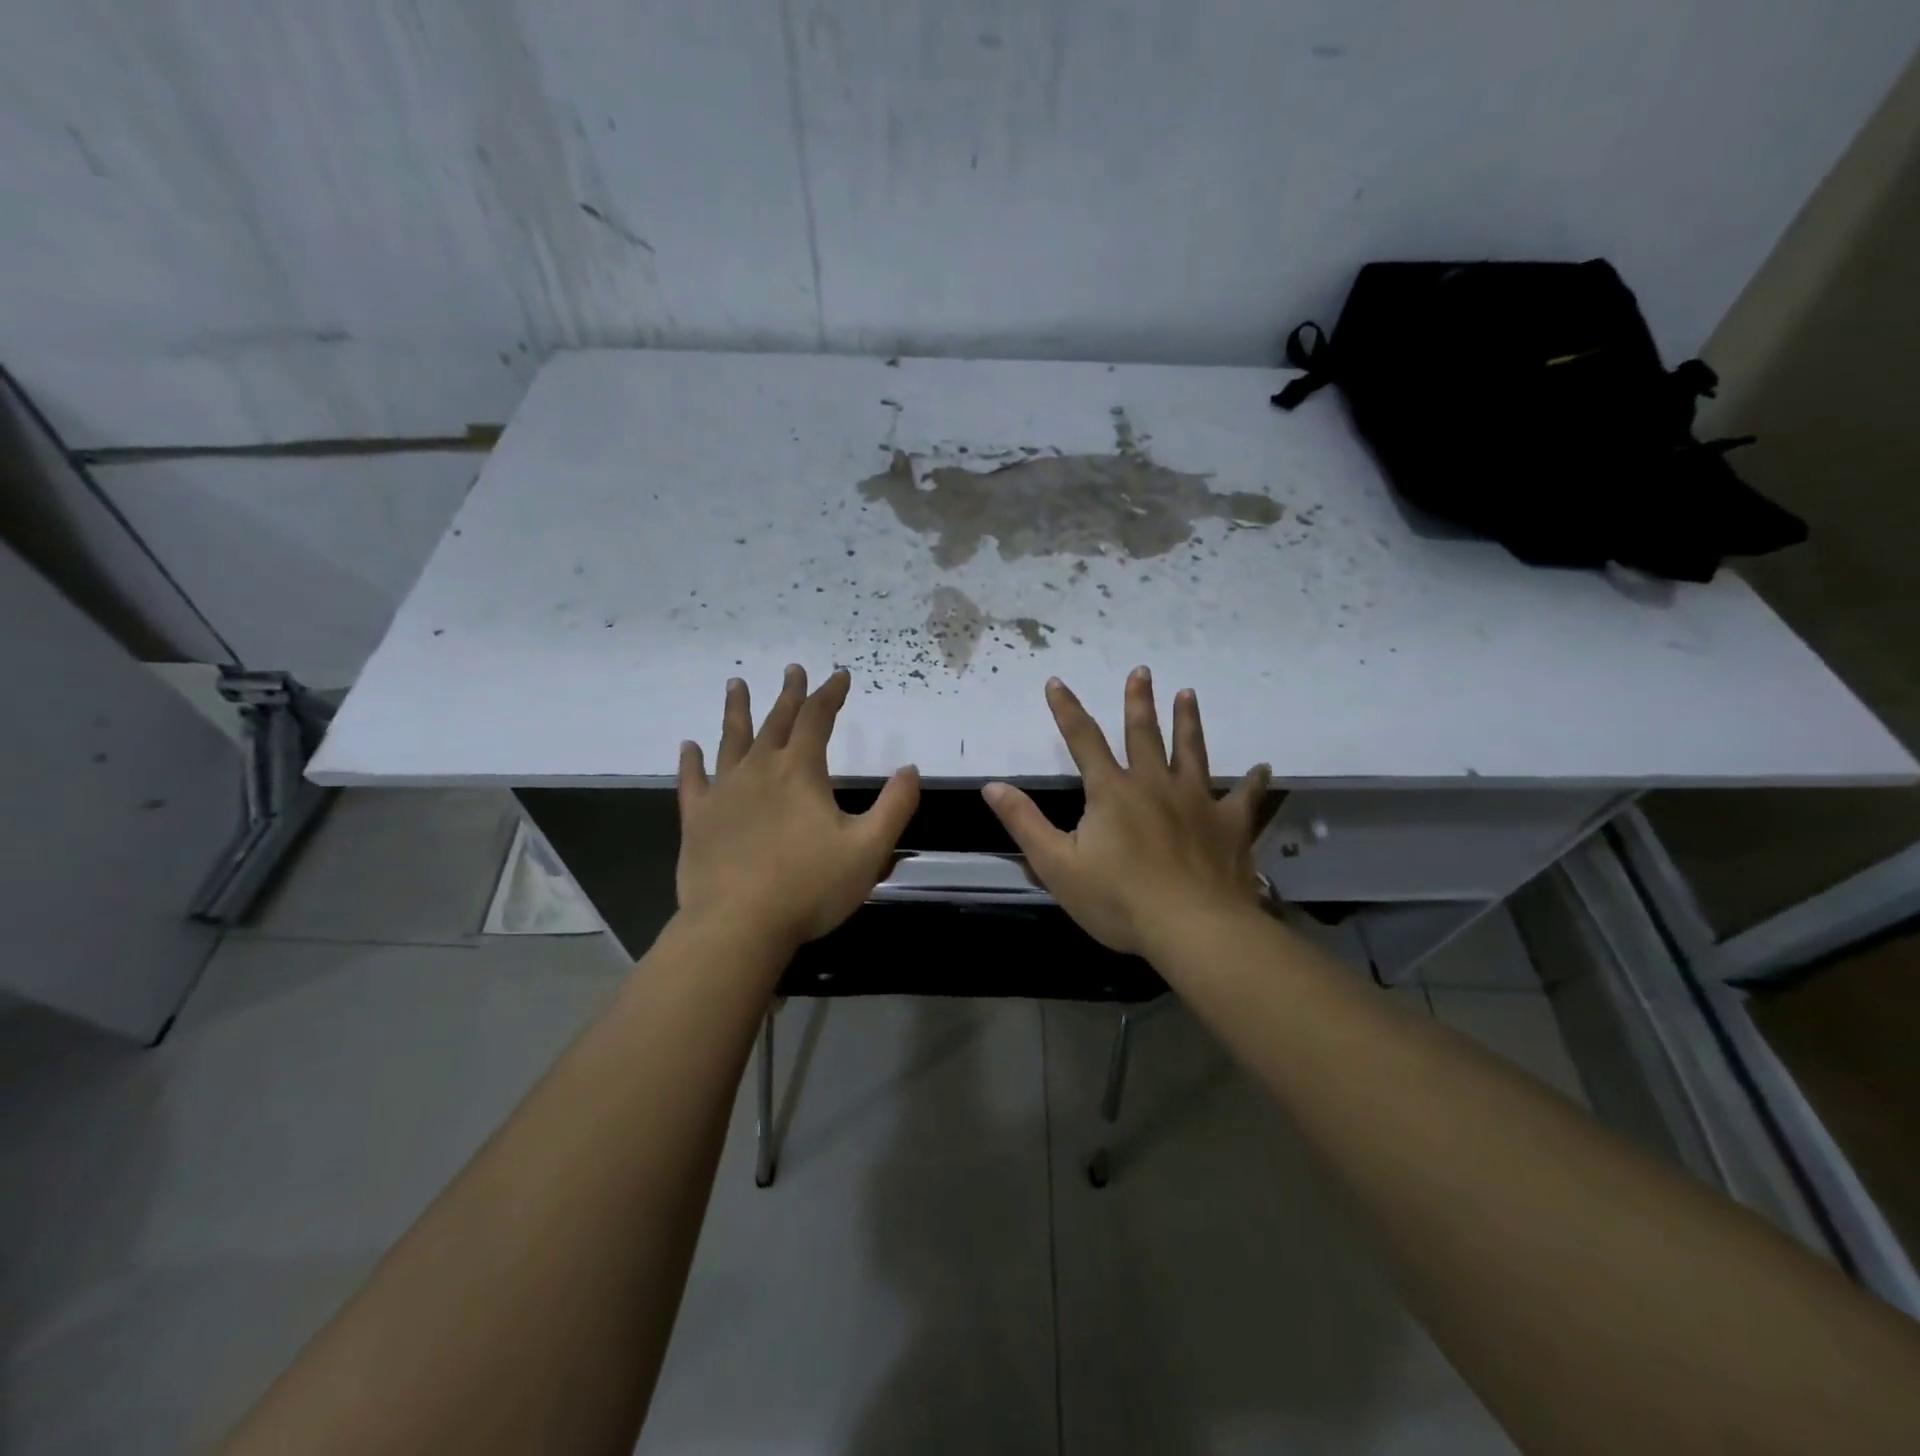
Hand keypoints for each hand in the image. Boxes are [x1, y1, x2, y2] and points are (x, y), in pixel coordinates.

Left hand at [676, 665, 919, 954]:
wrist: (738, 926)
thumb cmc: (809, 888)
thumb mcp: (868, 850)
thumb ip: (895, 807)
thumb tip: (910, 770)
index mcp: (800, 773)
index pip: (818, 719)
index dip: (830, 694)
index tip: (839, 676)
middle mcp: (760, 770)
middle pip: (776, 722)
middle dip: (789, 695)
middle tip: (793, 669)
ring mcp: (724, 793)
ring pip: (731, 740)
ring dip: (736, 710)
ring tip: (736, 683)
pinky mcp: (698, 819)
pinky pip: (692, 782)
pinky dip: (691, 762)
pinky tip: (688, 747)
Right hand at [983, 668, 1270, 956]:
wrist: (1191, 927)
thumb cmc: (1118, 899)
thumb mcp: (1056, 865)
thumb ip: (1024, 823)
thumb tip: (992, 786)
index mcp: (1112, 792)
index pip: (1083, 740)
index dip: (1066, 710)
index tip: (1057, 682)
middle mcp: (1154, 784)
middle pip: (1144, 734)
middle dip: (1139, 701)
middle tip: (1142, 670)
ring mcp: (1196, 801)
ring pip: (1192, 751)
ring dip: (1188, 721)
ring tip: (1188, 694)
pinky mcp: (1229, 825)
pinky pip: (1244, 797)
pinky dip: (1253, 782)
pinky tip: (1263, 768)